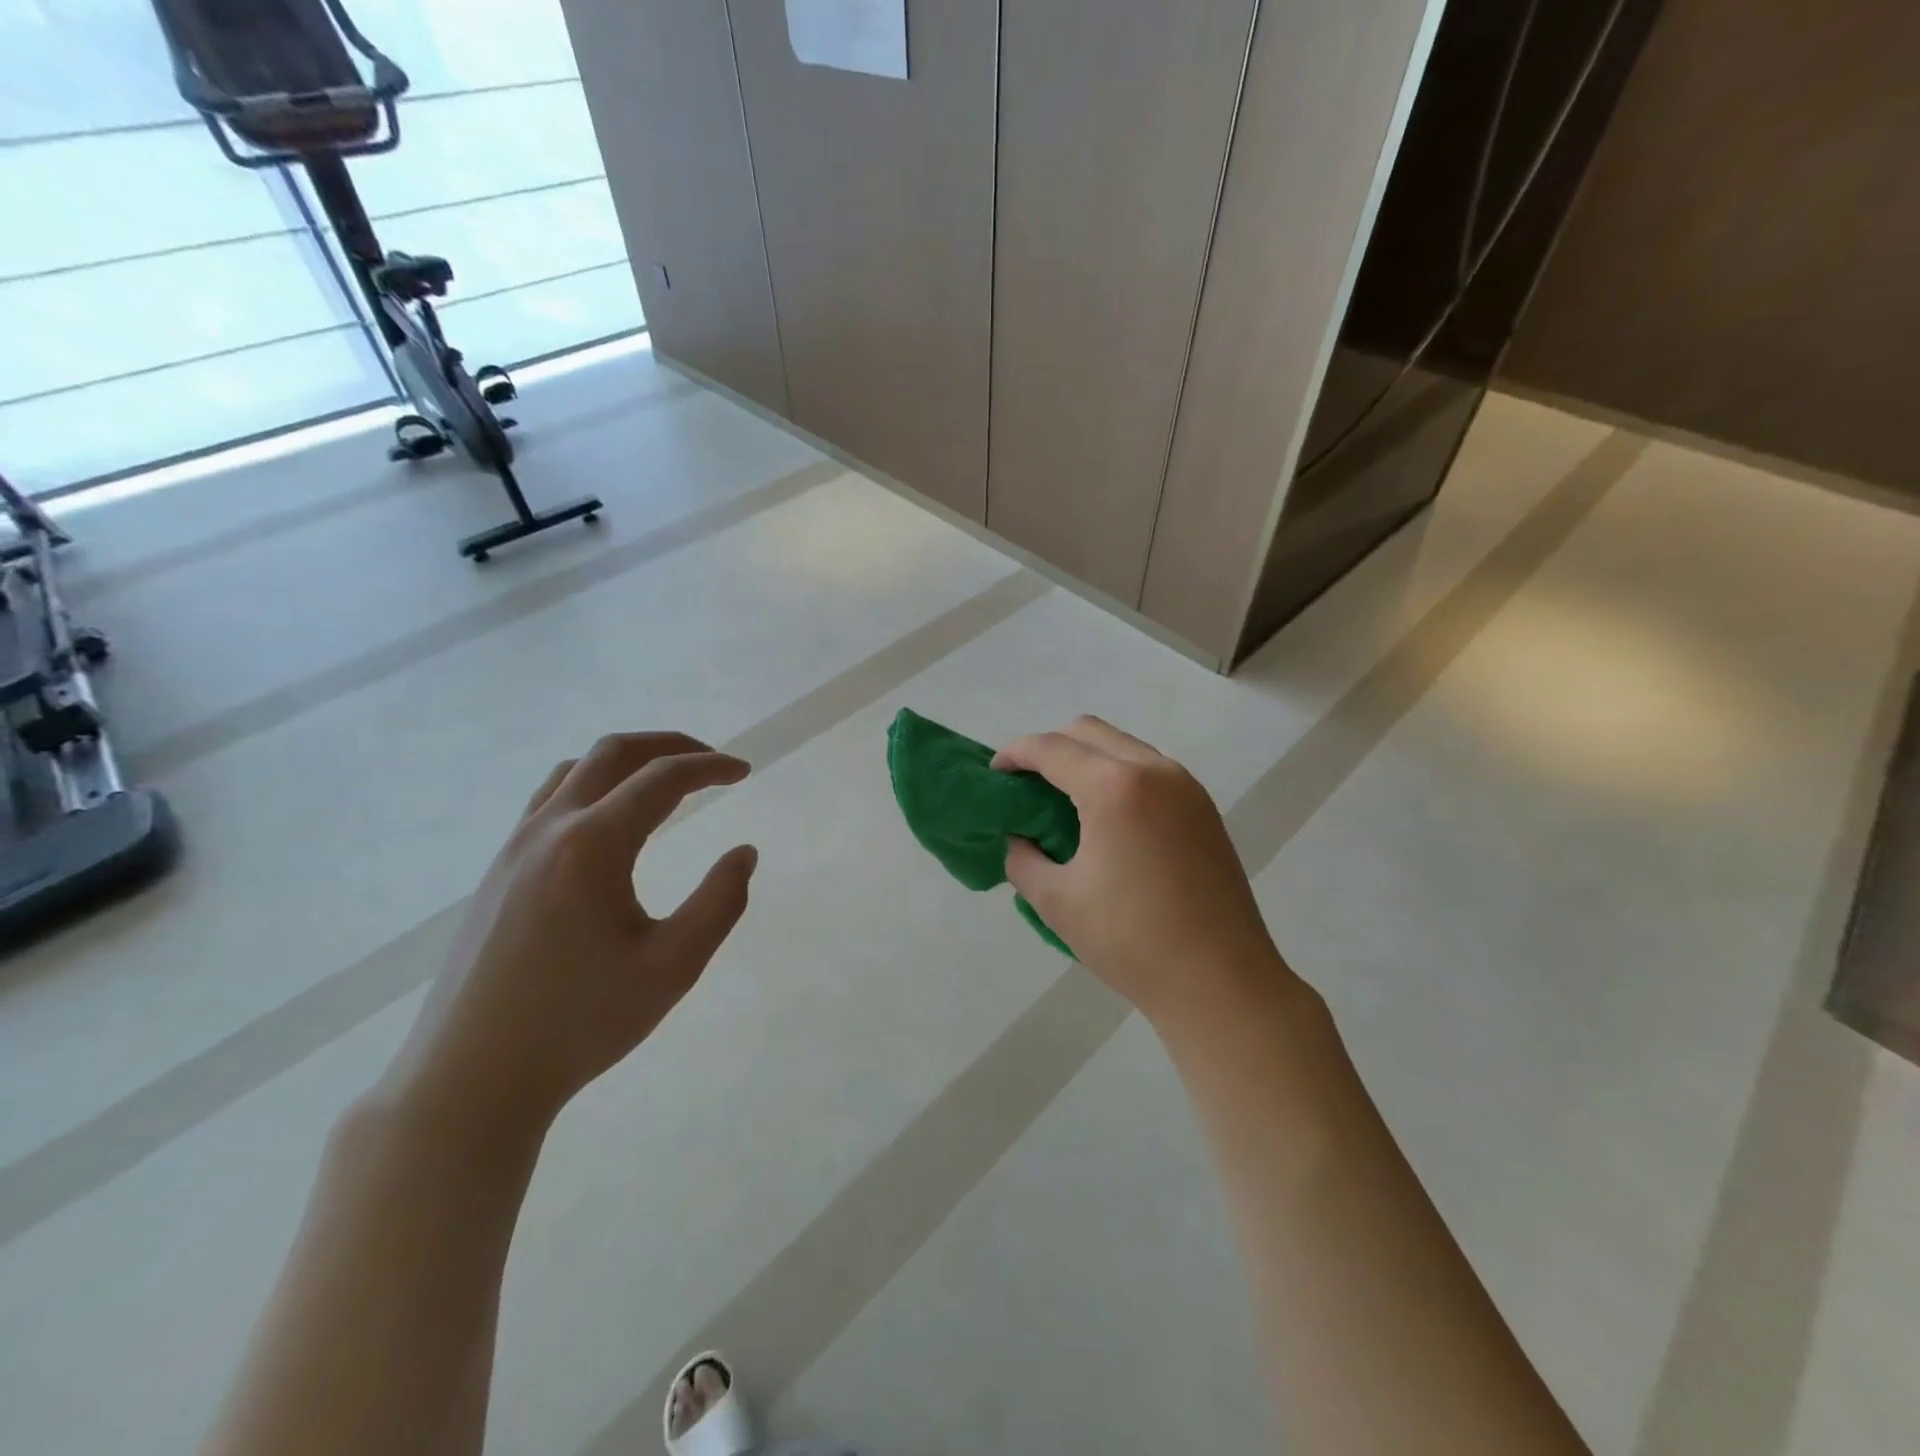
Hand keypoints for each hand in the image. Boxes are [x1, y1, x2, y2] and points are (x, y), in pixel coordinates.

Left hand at [381, 733, 757, 1138]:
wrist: (471, 1078)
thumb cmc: (580, 1022)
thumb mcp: (673, 967)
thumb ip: (720, 902)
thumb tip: (744, 853)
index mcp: (593, 846)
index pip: (662, 779)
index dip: (711, 767)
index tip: (745, 772)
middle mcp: (549, 830)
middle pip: (614, 753)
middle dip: (669, 746)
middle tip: (711, 763)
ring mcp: (514, 848)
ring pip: (576, 771)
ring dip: (628, 762)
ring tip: (666, 782)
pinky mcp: (498, 872)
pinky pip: (550, 799)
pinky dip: (594, 785)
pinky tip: (611, 821)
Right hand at [994, 717, 1290, 1030]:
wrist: (1221, 982)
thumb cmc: (1130, 941)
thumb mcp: (1057, 901)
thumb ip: (1023, 859)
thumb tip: (1020, 840)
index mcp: (1115, 787)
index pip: (1051, 748)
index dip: (1014, 753)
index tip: (994, 773)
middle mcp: (1154, 770)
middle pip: (1089, 732)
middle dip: (1050, 748)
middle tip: (1027, 785)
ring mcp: (1186, 787)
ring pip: (1123, 746)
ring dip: (1087, 758)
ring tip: (1065, 801)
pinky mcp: (1204, 809)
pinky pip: (1150, 769)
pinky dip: (1118, 775)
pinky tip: (1108, 819)